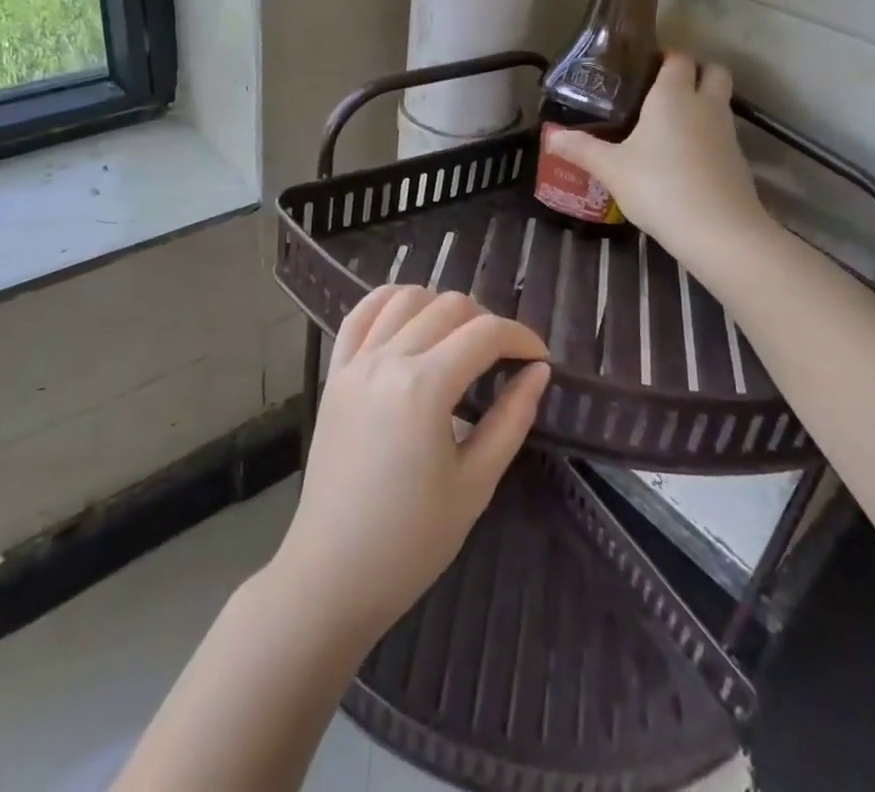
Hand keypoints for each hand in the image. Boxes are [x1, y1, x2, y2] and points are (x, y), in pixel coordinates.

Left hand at [268, 286, 550, 649]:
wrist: (333, 574)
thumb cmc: (412, 541)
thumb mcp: (475, 484)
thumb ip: (511, 419)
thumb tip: (538, 372)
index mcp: (424, 387)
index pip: (485, 333)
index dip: (521, 337)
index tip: (540, 358)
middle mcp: (387, 360)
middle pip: (448, 306)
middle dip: (487, 322)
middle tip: (504, 360)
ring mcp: (356, 363)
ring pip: (406, 299)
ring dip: (441, 307)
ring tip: (459, 340)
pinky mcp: (335, 374)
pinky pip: (360, 315)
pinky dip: (388, 301)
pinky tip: (409, 314)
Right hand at [546, 52, 766, 261]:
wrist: (718, 231)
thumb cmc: (658, 187)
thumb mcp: (611, 169)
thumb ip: (582, 148)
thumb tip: (551, 136)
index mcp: (673, 95)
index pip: (678, 57)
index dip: (665, 57)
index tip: (643, 68)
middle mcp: (705, 104)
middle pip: (713, 71)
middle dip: (696, 72)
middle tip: (665, 90)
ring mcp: (727, 132)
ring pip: (721, 102)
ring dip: (703, 104)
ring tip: (670, 126)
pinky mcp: (738, 160)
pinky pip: (723, 134)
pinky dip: (708, 137)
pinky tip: (685, 159)